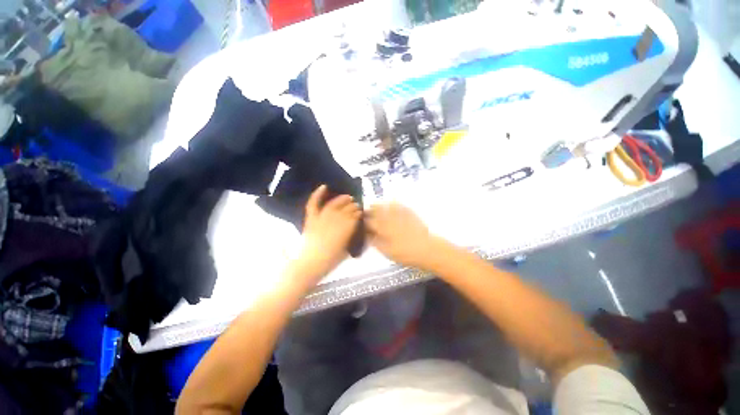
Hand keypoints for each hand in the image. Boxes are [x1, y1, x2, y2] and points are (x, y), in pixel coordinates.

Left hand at [295, 185, 361, 280]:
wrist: (309, 264)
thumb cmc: (329, 261)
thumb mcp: (345, 251)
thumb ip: (350, 239)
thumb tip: (353, 231)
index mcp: (345, 230)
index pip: (354, 217)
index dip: (358, 213)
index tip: (361, 212)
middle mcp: (335, 220)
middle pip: (346, 210)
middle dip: (353, 206)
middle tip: (357, 205)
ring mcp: (322, 218)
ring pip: (334, 205)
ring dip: (342, 200)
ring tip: (348, 197)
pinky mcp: (311, 218)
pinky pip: (314, 204)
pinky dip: (318, 194)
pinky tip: (324, 186)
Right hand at [366, 203, 446, 269]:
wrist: (427, 248)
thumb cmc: (406, 253)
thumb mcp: (387, 252)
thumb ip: (376, 242)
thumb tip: (368, 235)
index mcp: (383, 228)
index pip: (369, 221)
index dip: (364, 220)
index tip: (361, 220)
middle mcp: (389, 218)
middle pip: (376, 210)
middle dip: (370, 210)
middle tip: (366, 211)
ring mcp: (400, 214)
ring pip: (386, 205)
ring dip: (379, 205)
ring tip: (375, 205)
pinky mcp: (409, 212)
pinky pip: (398, 204)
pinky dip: (392, 203)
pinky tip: (390, 204)